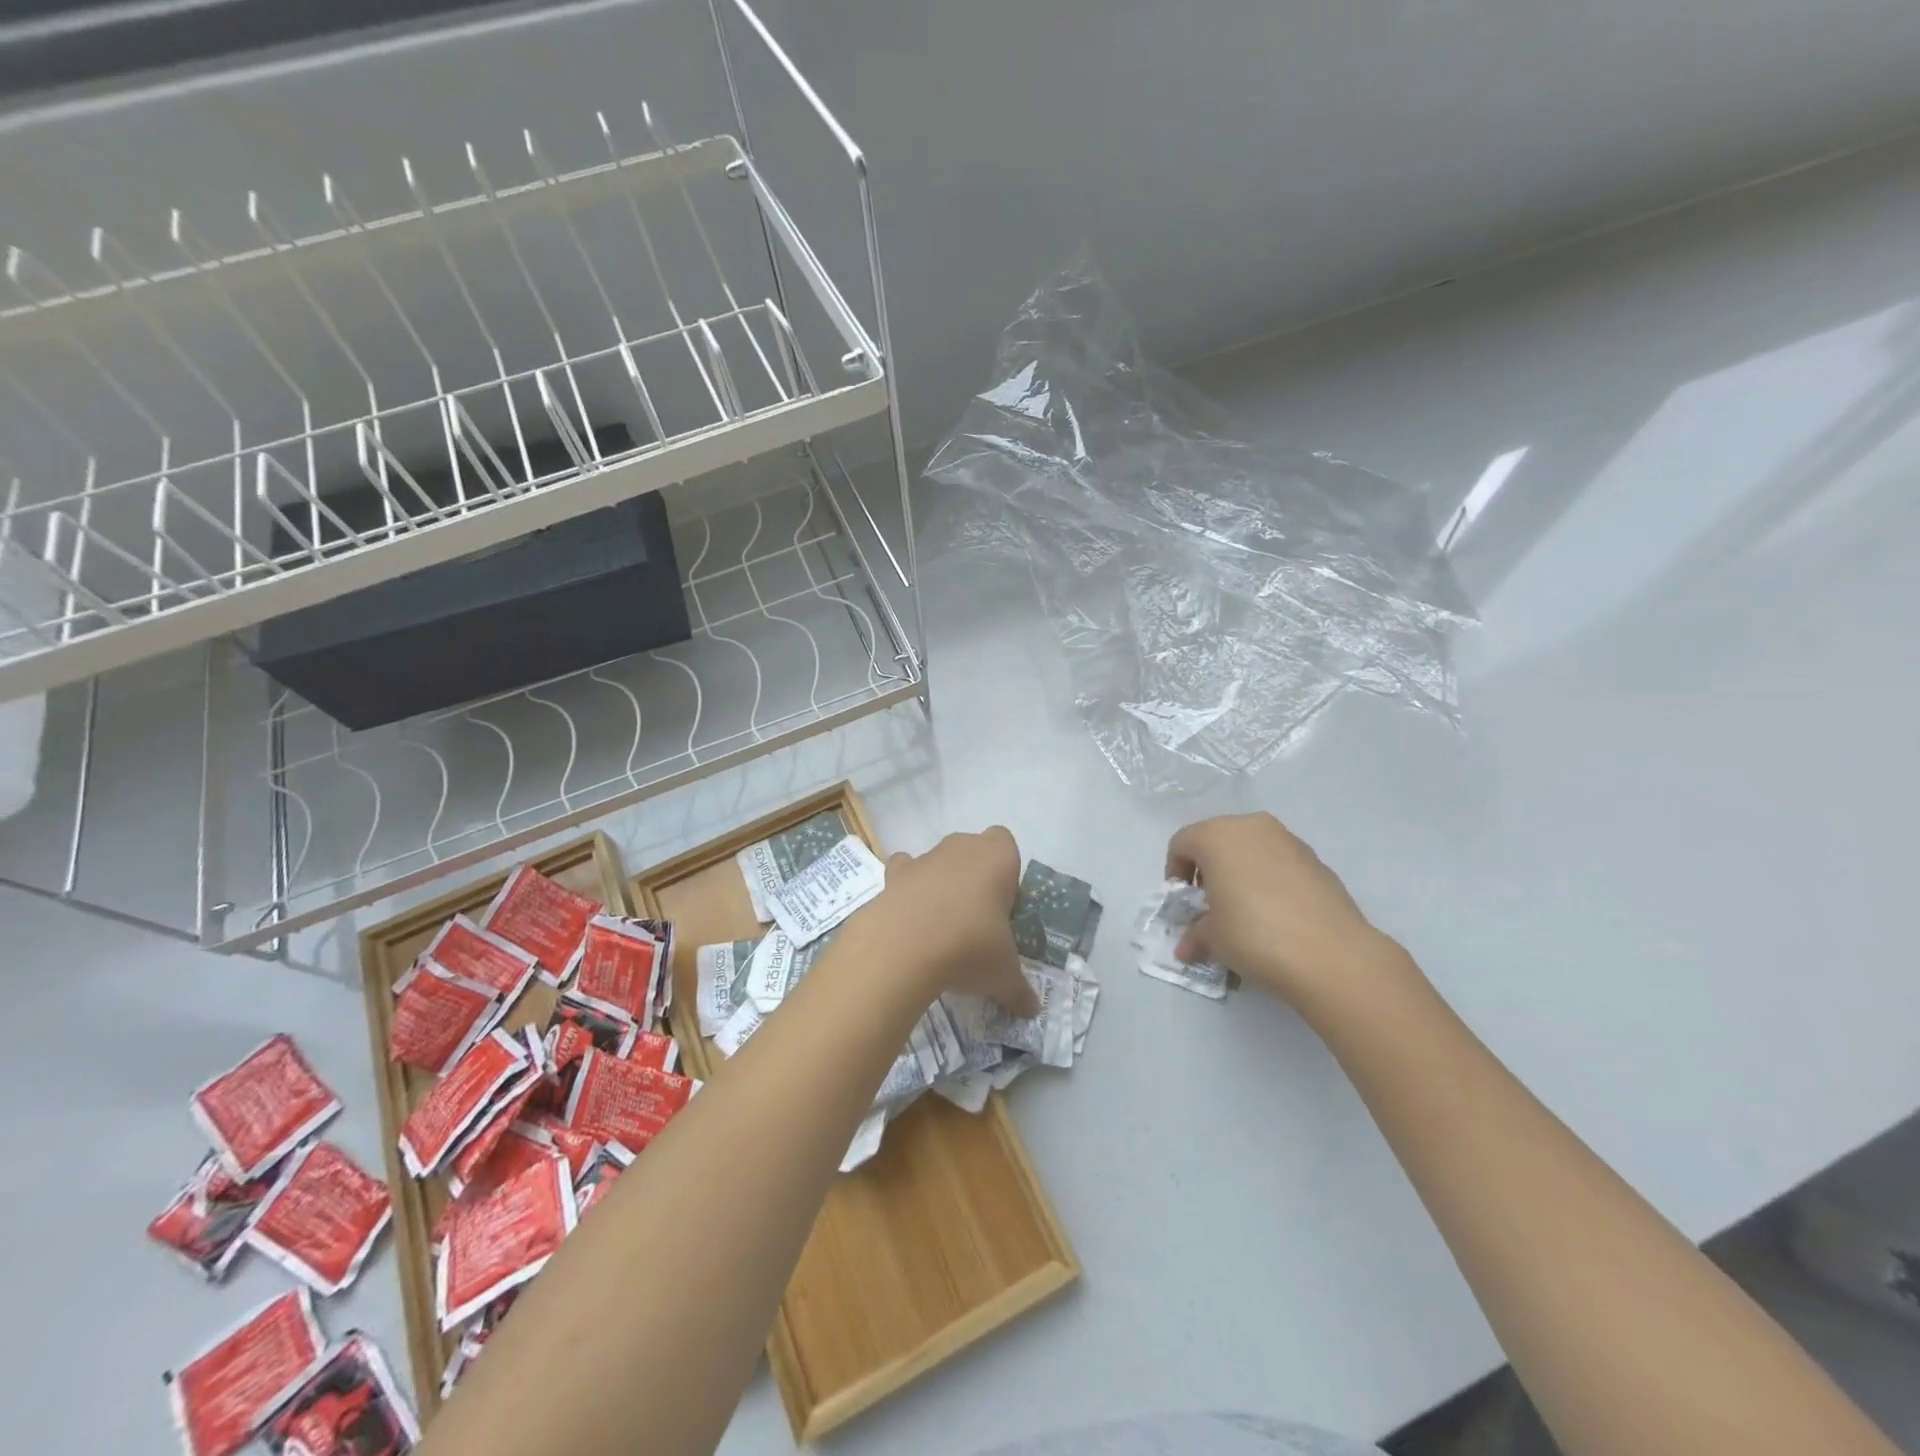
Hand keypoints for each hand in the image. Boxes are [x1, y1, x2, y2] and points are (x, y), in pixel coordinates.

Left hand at [857, 827, 1038, 1017]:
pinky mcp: (893, 875)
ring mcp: (924, 858)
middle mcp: (961, 847)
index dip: (1005, 872)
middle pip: (972, 850)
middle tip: (977, 920)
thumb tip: (1031, 1009)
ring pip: (938, 860)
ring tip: (941, 927)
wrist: (903, 947)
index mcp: (997, 857)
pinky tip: (909, 920)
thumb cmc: (969, 947)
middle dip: (974, 878)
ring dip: (941, 883)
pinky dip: (906, 889)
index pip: (1006, 844)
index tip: (1003, 907)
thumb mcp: (1003, 974)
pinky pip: (903, 872)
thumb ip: (1019, 989)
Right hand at [1165, 813, 1414, 1017]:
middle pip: (1217, 841)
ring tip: (1246, 912)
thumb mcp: (1212, 938)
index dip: (1175, 873)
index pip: (1182, 844)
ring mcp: (1288, 840)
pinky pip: (1279, 863)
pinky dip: (1269, 880)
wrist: (1332, 954)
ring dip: (1240, 873)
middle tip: (1212, 906)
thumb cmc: (1254, 935)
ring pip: (1250, 849)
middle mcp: (1251, 827)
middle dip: (1209, 870)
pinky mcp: (1316, 859)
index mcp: (1216, 836)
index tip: (1185, 903)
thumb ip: (1195, 934)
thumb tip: (1187, 948)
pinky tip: (1277, 915)